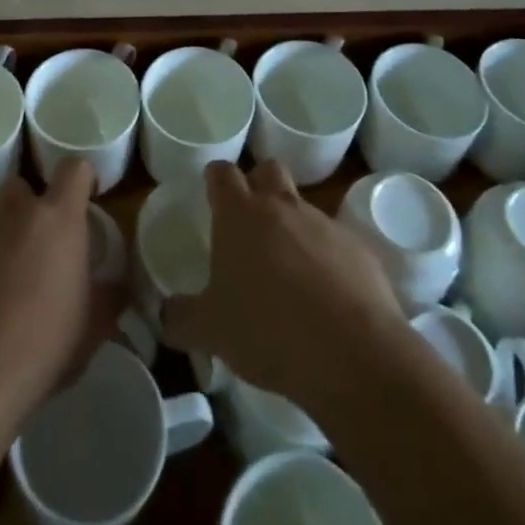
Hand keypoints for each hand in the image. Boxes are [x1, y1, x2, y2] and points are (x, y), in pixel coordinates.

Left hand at [0, 159, 118, 421]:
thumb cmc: (43, 346)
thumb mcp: (92, 329)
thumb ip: (108, 298)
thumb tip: (117, 288)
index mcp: (58, 219)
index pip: (74, 168)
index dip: (82, 178)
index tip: (87, 199)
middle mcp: (16, 214)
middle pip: (22, 185)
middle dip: (31, 206)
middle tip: (42, 245)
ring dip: (5, 243)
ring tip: (10, 290)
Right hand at [161, 160, 406, 412]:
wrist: (353, 354)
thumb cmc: (268, 331)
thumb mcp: (210, 331)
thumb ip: (181, 317)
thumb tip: (165, 313)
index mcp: (240, 214)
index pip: (222, 172)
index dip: (215, 178)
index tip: (212, 193)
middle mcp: (282, 206)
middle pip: (269, 169)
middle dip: (258, 184)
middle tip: (250, 221)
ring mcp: (324, 224)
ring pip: (303, 207)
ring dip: (294, 226)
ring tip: (288, 271)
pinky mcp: (360, 250)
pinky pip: (337, 243)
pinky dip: (328, 259)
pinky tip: (325, 298)